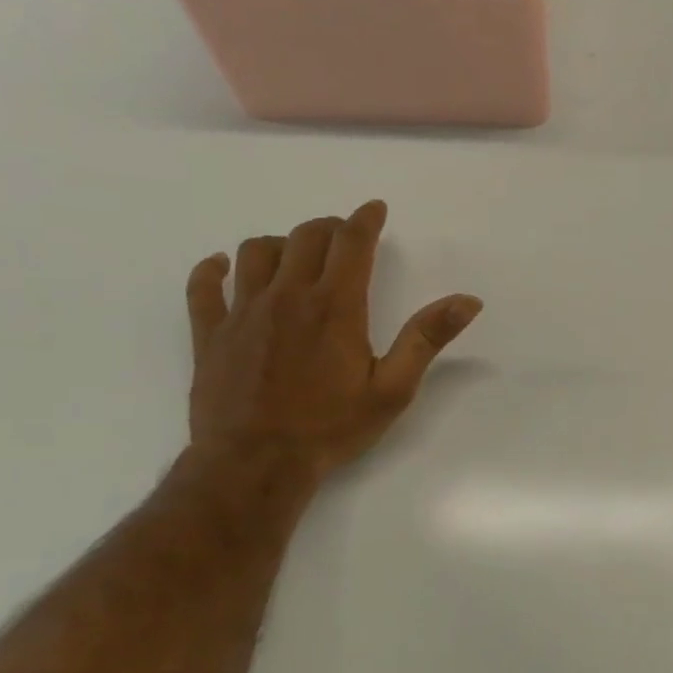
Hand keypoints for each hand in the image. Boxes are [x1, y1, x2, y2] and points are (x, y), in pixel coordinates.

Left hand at [183, 201, 480, 482]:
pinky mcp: (210, 334)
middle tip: (343, 237)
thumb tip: (468, 300)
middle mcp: (287, 296)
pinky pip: (204, 286)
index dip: (364, 220)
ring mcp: (243, 312)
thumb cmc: (332, 427)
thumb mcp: (393, 388)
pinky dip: (213, 269)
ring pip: (255, 252)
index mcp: (335, 306)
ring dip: (280, 244)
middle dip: (328, 228)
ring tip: (294, 256)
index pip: (351, 243)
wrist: (255, 463)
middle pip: (304, 238)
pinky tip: (222, 268)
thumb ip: (427, 338)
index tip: (374, 209)